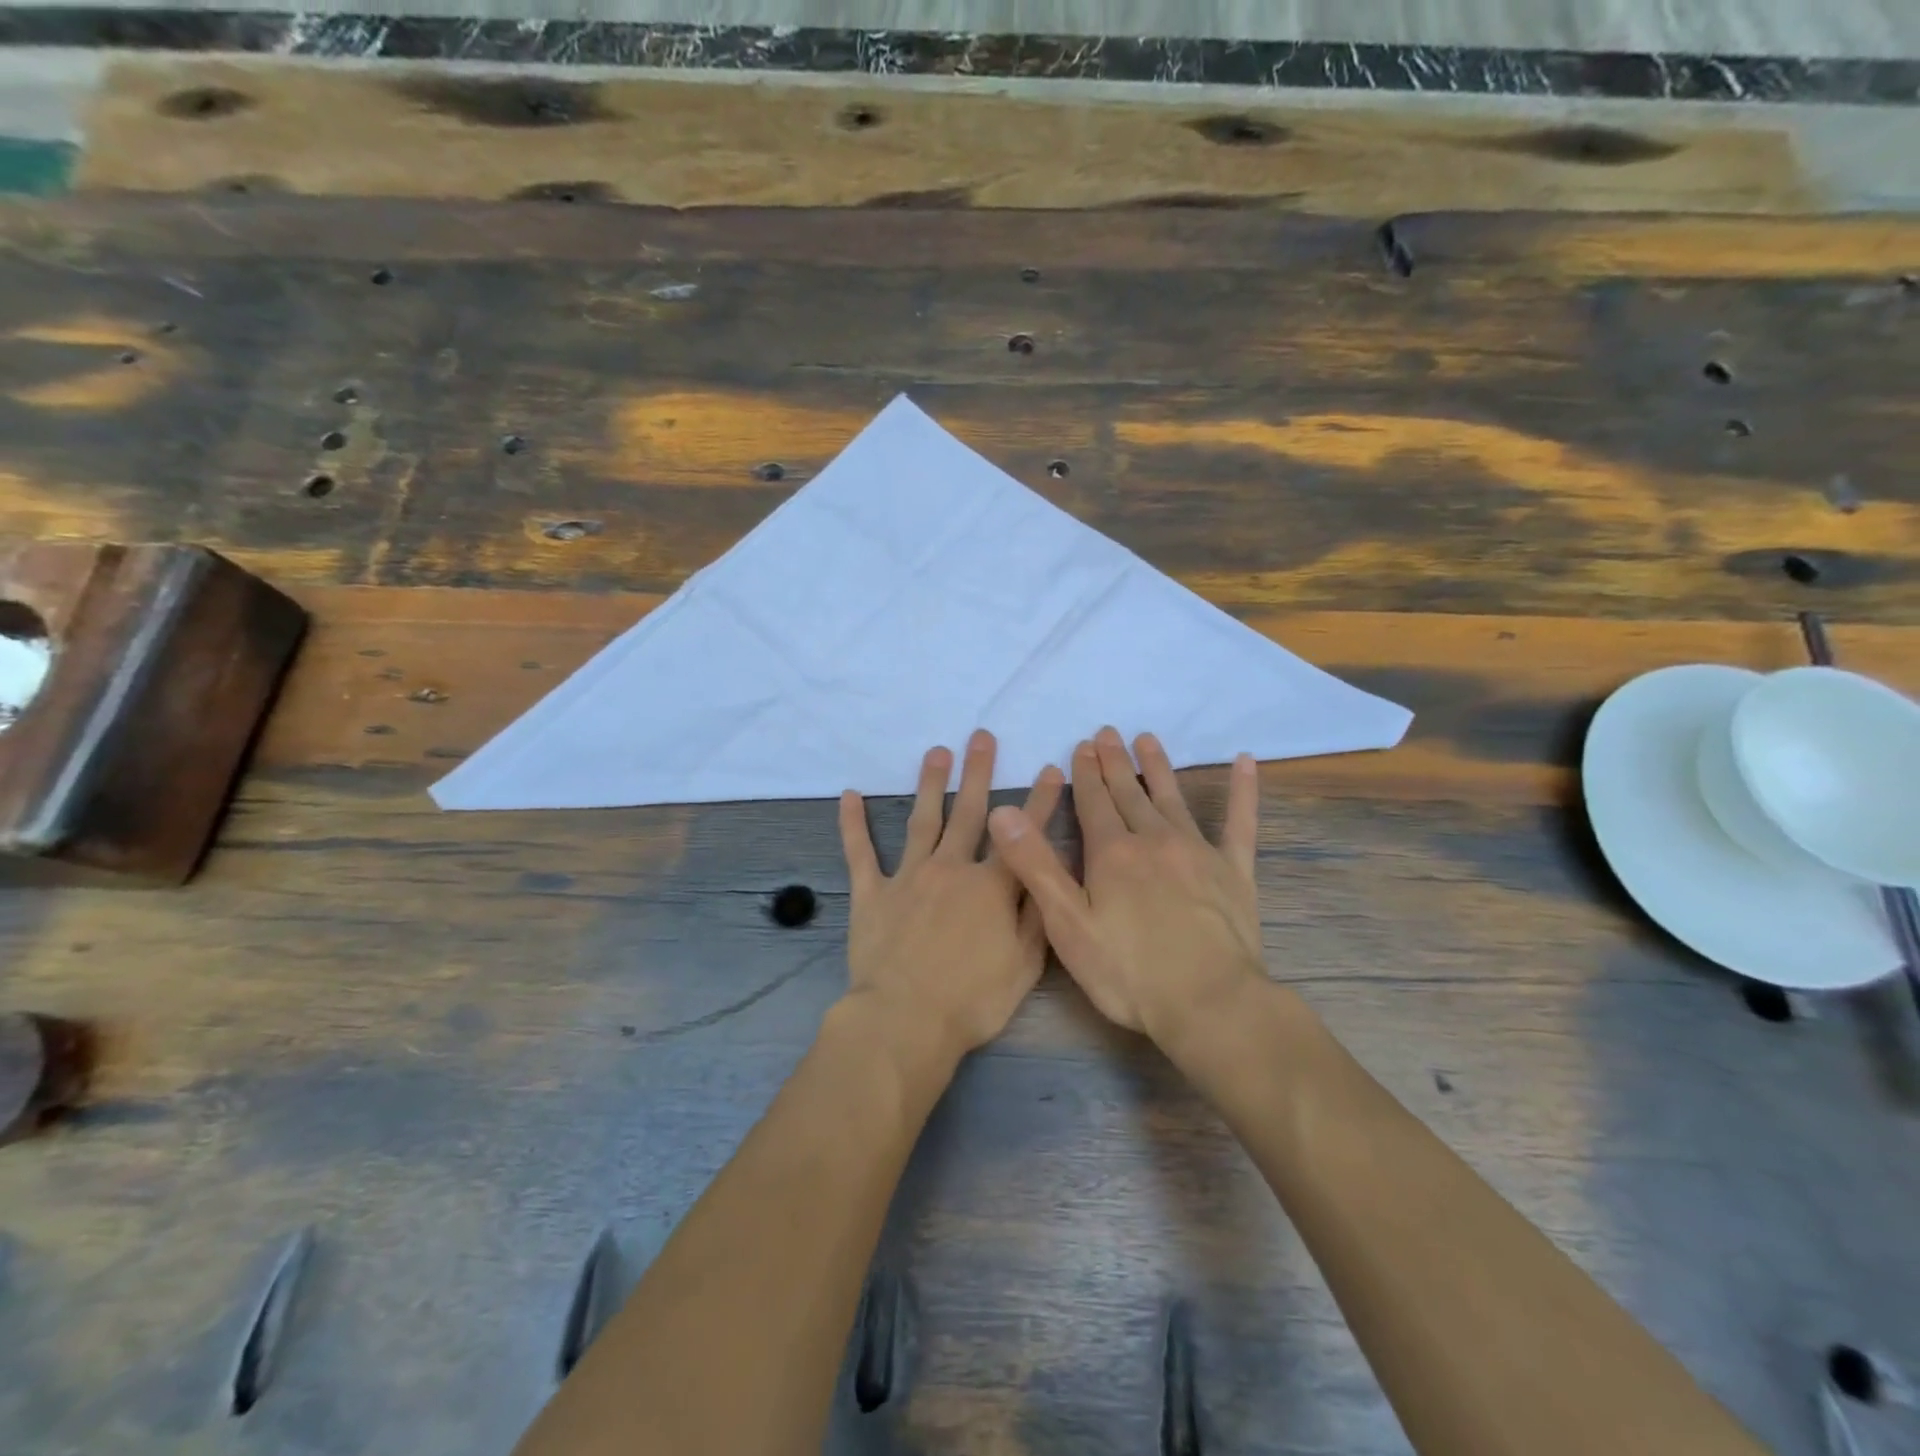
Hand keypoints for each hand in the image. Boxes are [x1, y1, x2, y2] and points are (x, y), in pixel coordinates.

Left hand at [839, 730, 1064, 1058]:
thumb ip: (1037, 912)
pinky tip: (849, 795)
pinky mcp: (871, 893)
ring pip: (922, 820)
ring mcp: (908, 877)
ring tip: (937, 752)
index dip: (1039, 801)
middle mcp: (951, 869)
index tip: (1049, 769)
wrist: (905, 1020)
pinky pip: (860, 853)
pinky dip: (853, 824)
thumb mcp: (1025, 964)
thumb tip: (1046, 871)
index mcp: (991, 886)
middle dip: (978, 772)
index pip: (1021, 834)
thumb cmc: (973, 999)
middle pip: (968, 812)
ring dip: (930, 784)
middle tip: (981, 736)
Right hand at [986, 727, 1263, 1042]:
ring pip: (1172, 798)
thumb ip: (1035, 865)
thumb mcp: (1067, 924)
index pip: (1092, 801)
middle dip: (1114, 762)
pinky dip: (1243, 791)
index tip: (1081, 746)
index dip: (1084, 773)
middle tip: (1107, 733)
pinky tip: (1245, 763)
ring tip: (1148, 739)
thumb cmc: (1128, 972)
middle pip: (1129, 793)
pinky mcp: (1234, 871)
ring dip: (1157, 767)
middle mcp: (1154, 840)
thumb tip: (1002, 812)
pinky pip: (1240, 822)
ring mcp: (1198, 852)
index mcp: (1112, 853)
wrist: (1210, 1003)